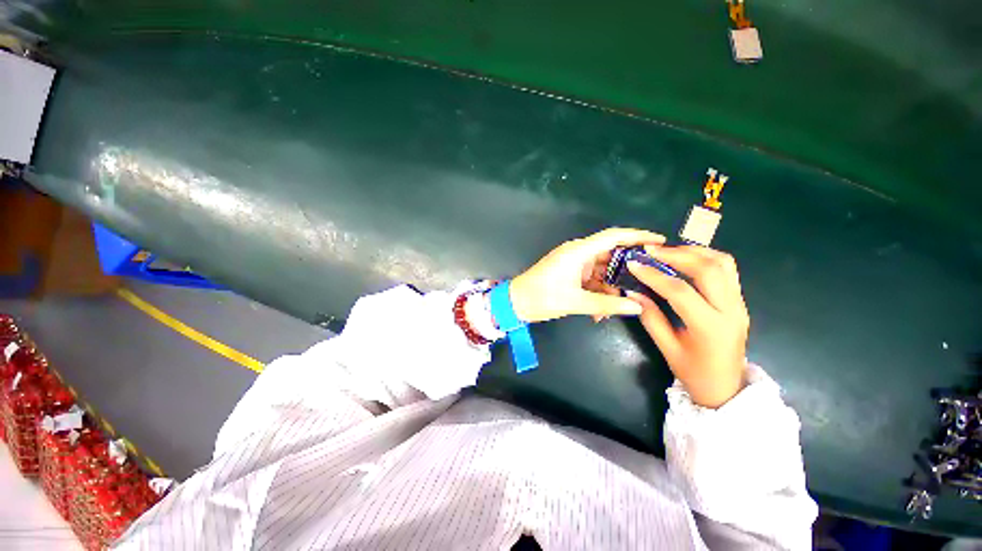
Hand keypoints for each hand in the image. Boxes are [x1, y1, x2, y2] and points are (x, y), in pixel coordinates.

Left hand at [509, 228, 665, 322]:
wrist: (516, 303)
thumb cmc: (542, 297)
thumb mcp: (576, 302)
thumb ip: (607, 305)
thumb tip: (636, 308)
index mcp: (578, 252)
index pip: (613, 236)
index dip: (637, 236)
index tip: (659, 241)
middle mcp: (578, 253)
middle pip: (610, 255)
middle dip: (626, 270)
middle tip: (647, 281)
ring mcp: (573, 263)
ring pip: (601, 270)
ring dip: (609, 288)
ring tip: (619, 306)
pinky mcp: (569, 273)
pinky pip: (590, 279)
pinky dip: (597, 292)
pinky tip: (599, 311)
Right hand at [628, 246, 748, 407]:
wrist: (727, 388)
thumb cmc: (694, 373)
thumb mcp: (667, 348)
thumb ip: (650, 317)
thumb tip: (633, 291)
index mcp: (710, 328)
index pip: (680, 292)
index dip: (654, 276)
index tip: (634, 264)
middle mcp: (731, 311)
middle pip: (709, 269)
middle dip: (677, 255)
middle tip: (650, 251)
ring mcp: (740, 304)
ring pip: (723, 264)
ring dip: (694, 252)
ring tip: (667, 251)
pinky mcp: (740, 301)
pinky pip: (727, 270)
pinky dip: (705, 258)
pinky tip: (685, 259)